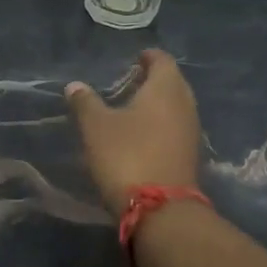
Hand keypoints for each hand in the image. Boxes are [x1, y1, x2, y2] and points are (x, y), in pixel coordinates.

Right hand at [64, 50, 201, 215]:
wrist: (160, 209)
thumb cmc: (127, 156)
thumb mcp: (96, 127)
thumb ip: (85, 103)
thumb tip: (75, 85)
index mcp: (165, 88)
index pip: (162, 60)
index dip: (148, 57)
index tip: (136, 57)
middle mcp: (185, 104)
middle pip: (173, 82)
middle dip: (155, 79)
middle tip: (132, 81)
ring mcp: (191, 131)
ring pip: (176, 107)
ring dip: (159, 104)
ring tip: (134, 108)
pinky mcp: (190, 155)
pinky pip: (177, 128)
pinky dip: (162, 125)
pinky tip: (144, 135)